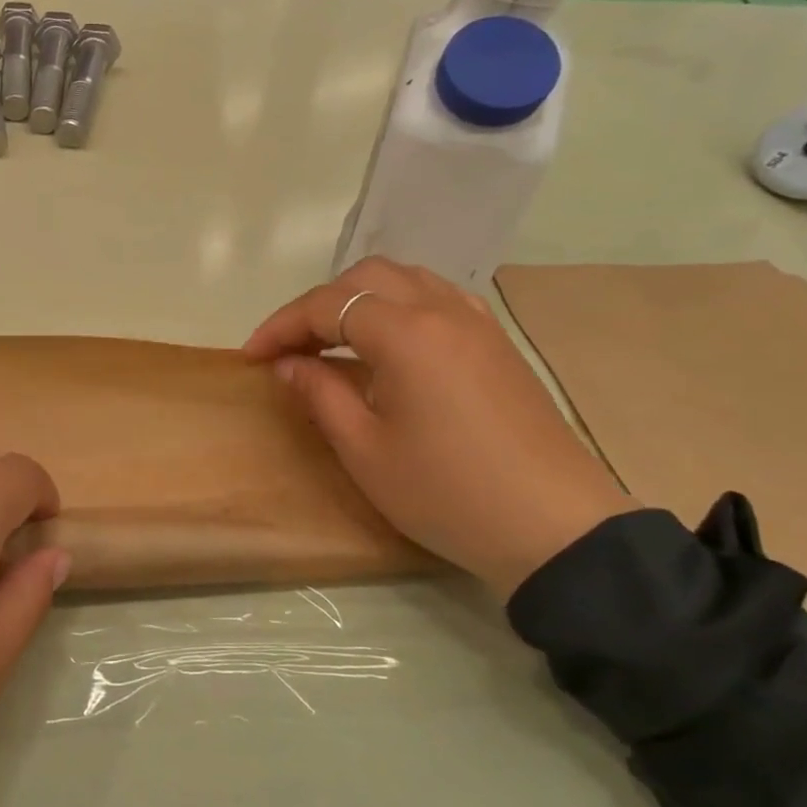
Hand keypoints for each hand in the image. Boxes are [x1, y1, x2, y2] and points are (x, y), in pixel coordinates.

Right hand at [244, 259, 632, 597]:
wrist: (554, 529)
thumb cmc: (447, 492)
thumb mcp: (364, 450)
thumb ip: (319, 394)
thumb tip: (288, 364)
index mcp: (406, 334)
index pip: (327, 307)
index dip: (281, 326)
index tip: (251, 356)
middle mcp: (442, 311)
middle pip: (365, 277)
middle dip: (318, 305)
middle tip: (291, 348)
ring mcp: (477, 323)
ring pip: (405, 279)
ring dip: (359, 299)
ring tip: (333, 340)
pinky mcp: (497, 343)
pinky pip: (438, 297)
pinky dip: (399, 305)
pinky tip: (390, 342)